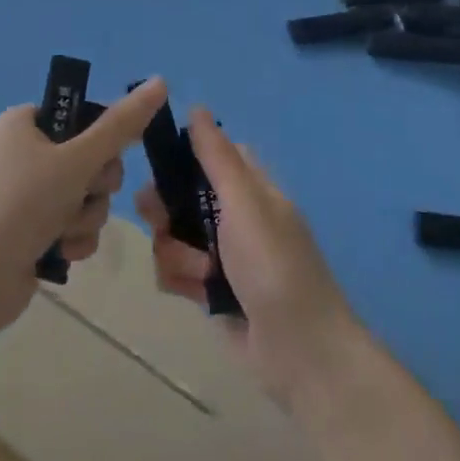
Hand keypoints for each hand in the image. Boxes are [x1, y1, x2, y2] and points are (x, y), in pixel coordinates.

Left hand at [0, 76, 167, 338]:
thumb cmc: (21, 205)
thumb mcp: (76, 160)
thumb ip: (121, 125)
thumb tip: (161, 81)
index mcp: (25, 123)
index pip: (85, 114)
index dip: (103, 137)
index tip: (105, 155)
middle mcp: (25, 152)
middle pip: (92, 158)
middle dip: (96, 185)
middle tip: (82, 193)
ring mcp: (27, 194)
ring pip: (88, 196)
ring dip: (86, 217)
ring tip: (63, 232)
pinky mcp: (32, 230)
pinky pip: (75, 225)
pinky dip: (74, 239)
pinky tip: (60, 253)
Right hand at [136, 108, 363, 407]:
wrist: (299, 352)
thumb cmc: (274, 266)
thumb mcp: (245, 203)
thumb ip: (217, 158)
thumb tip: (197, 108)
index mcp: (250, 189)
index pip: (211, 155)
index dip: (183, 156)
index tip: (160, 164)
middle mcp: (233, 216)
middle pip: (180, 195)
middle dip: (165, 210)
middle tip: (161, 221)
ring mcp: (221, 255)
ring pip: (172, 235)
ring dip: (176, 253)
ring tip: (199, 274)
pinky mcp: (209, 291)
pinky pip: (174, 272)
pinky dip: (180, 281)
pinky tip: (194, 296)